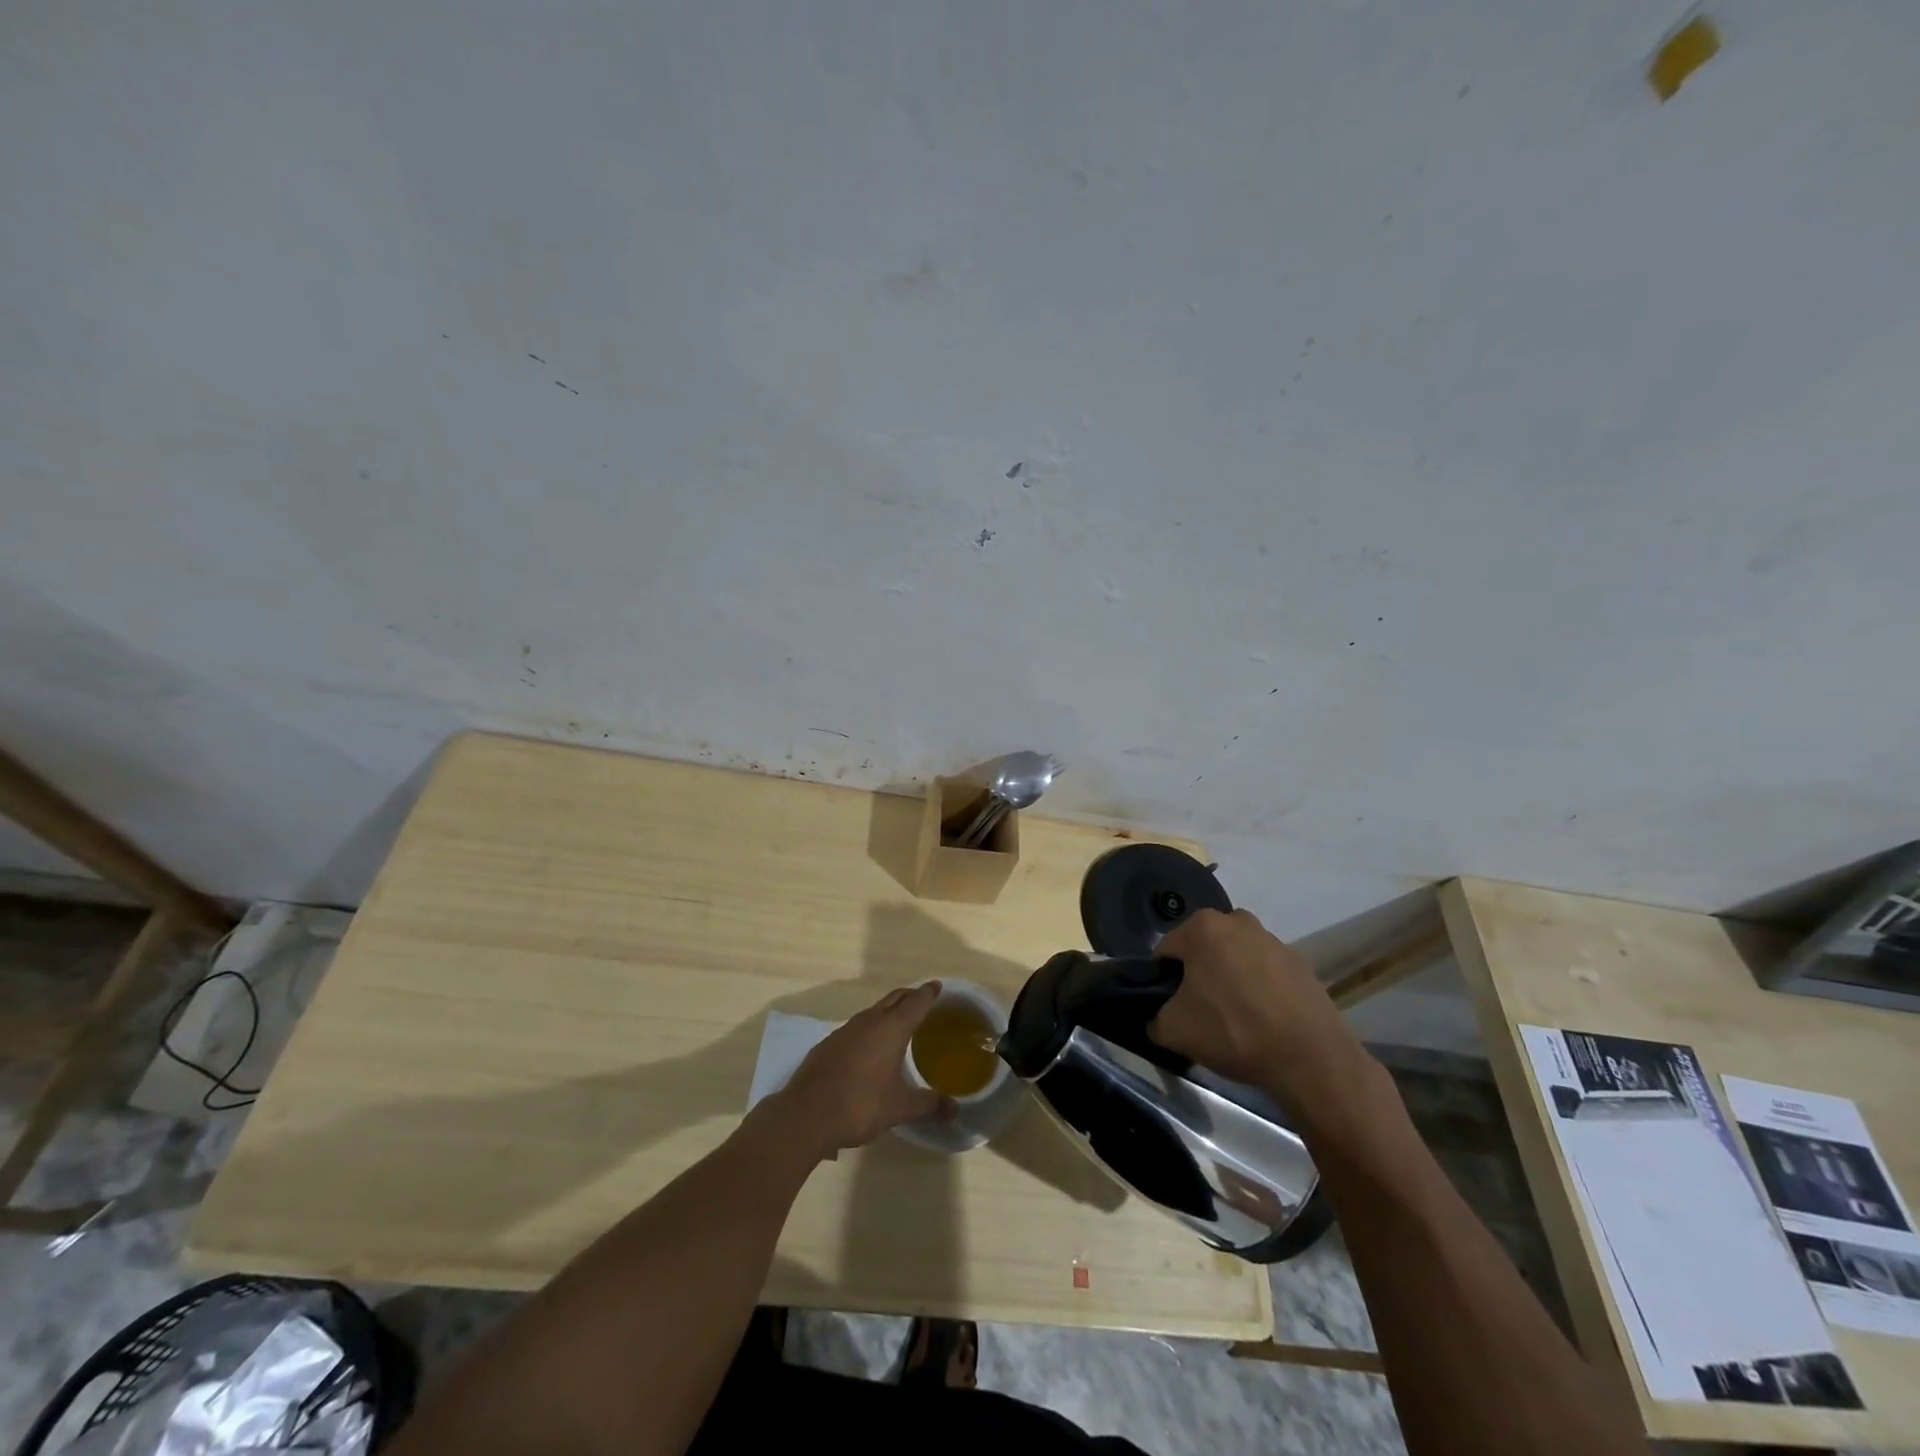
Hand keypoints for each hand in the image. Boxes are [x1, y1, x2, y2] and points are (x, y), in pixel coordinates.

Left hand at [774, 983, 950, 1156]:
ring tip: (898, 1023)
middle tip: (922, 999)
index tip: (937, 986)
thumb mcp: (899, 1108)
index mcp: (891, 1029)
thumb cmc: (859, 1105)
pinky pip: (856, 1027)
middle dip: (909, 996)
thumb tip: (955, 1110)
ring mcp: (845, 1031)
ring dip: (888, 1011)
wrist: (806, 1115)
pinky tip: (869, 1047)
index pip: (915, 1002)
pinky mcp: (828, 1044)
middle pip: (893, 999)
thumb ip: (928, 1105)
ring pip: (873, 1011)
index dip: (928, 993)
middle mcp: (868, 1022)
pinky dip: (869, 1028)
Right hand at [1147, 909, 1355, 1091]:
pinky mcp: (1301, 963)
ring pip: (1236, 957)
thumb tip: (1158, 1017)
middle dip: (1199, 974)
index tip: (1172, 1006)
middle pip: (1203, 948)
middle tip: (1202, 1010)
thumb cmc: (1232, 1031)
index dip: (1163, 979)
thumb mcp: (1173, 1030)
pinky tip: (1265, 1020)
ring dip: (1231, 978)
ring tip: (1237, 1018)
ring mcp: (1274, 940)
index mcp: (1202, 927)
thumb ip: (1154, 1017)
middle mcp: (1238, 921)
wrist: (1310, 1059)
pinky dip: (1260, 989)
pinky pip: (1266, 972)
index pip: (1167, 950)